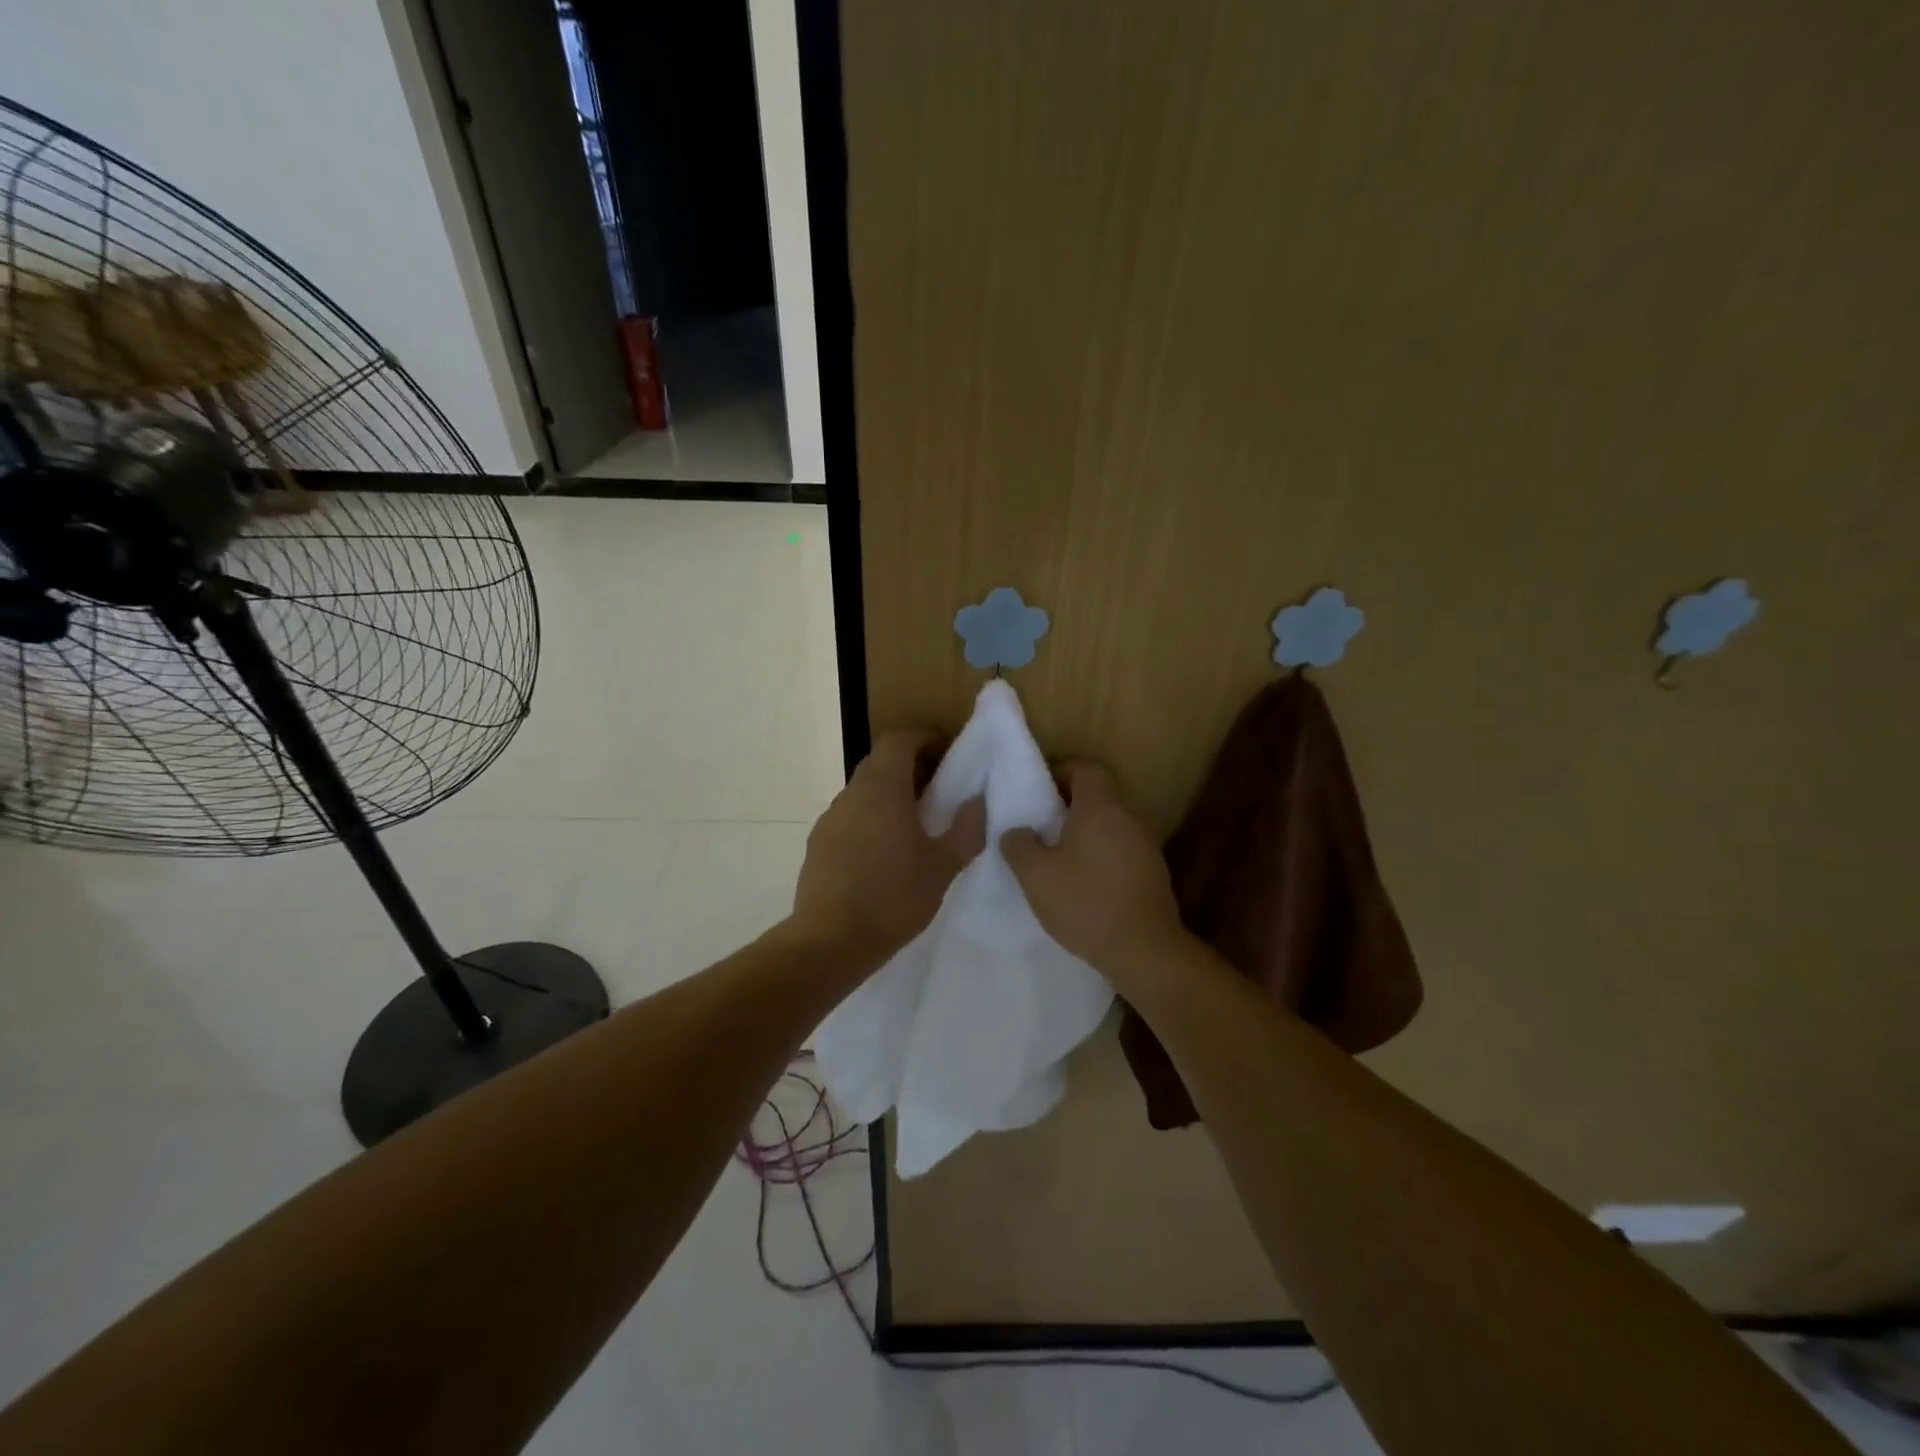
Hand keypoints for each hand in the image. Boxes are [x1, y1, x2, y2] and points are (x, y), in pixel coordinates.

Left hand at [791, 728, 985, 961]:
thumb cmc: (894, 897)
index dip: (923, 737)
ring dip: (888, 795)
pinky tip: (883, 854)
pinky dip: (869, 819)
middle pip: (879, 762)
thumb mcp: (943, 866)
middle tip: (937, 789)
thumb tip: (977, 802)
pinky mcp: (818, 844)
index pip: (898, 739)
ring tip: (912, 825)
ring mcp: (830, 819)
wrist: (831, 940)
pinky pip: (849, 817)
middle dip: (909, 766)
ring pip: (863, 791)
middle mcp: (852, 794)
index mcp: (883, 788)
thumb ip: (967, 829)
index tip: (945, 752)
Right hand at [1001, 760, 1185, 976]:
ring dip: (1086, 833)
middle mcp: (1128, 818)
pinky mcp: (1153, 873)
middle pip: (1099, 795)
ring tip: (1058, 857)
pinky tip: (1084, 884)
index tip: (1039, 789)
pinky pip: (1122, 850)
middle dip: (1069, 804)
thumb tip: (1017, 832)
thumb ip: (1018, 845)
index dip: (1062, 770)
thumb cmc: (1085, 903)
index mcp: (1101, 808)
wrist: (1144, 951)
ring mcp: (1146, 846)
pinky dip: (1101, 855)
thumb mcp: (1035, 875)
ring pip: (1111, 824)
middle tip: (1041, 825)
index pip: (1086, 767)